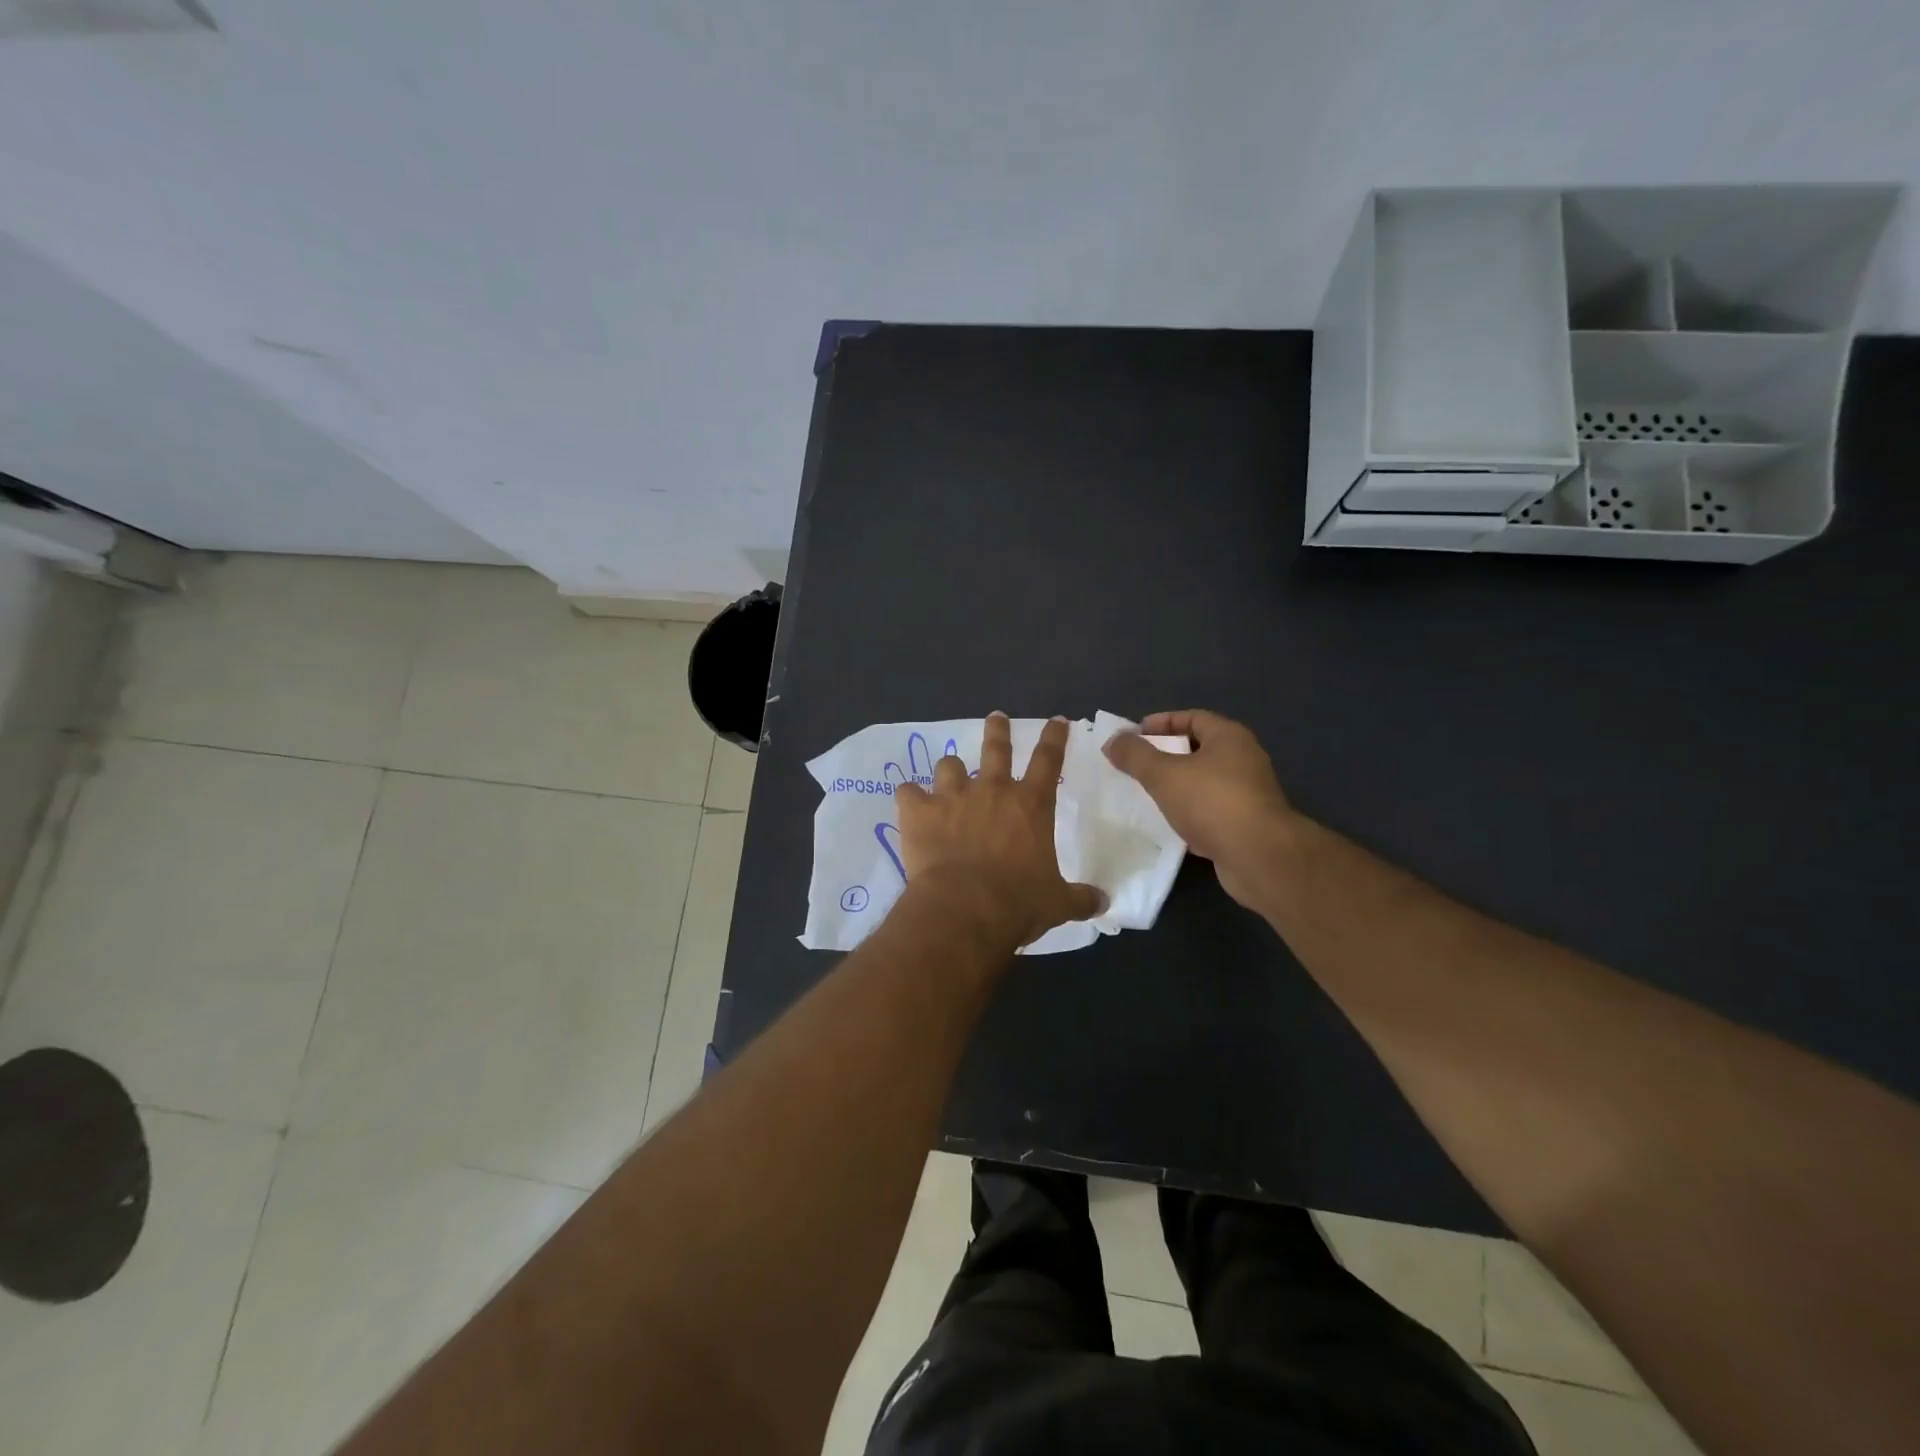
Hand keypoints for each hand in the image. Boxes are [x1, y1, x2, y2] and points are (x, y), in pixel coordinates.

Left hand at [895, 714, 1105, 948]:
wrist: (965, 909)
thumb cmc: (1018, 902)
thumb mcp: (1058, 902)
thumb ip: (1080, 898)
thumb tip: (1103, 903)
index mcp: (1031, 805)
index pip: (1048, 760)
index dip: (1054, 738)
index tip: (1056, 721)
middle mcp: (992, 791)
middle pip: (996, 748)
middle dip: (998, 730)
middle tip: (997, 717)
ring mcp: (953, 797)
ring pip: (949, 765)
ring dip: (950, 770)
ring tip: (949, 775)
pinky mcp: (919, 811)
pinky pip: (908, 792)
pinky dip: (910, 798)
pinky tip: (910, 804)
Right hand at [1104, 710, 1294, 908]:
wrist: (1259, 856)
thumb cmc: (1212, 802)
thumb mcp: (1164, 774)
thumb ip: (1136, 755)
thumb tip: (1113, 740)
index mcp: (1229, 737)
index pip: (1193, 717)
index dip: (1162, 722)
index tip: (1135, 734)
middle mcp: (1244, 759)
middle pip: (1200, 749)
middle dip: (1167, 754)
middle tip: (1138, 764)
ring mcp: (1249, 793)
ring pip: (1205, 781)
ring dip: (1178, 785)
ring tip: (1149, 793)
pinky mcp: (1248, 824)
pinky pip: (1212, 810)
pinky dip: (1190, 812)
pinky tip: (1170, 824)